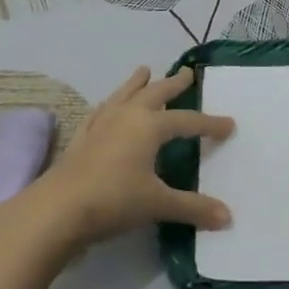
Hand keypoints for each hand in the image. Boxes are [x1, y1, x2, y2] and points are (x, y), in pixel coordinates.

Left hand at [25, 66, 234, 250]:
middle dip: (173, 84)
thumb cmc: (114, 200)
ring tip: (144, 70)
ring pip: (124, 94)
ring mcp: (101, 123)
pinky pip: (100, 111)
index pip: (187, 121)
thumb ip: (193, 208)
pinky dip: (109, 104)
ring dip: (137, 83)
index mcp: (150, 126)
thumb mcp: (158, 204)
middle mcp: (127, 116)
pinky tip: (107, 105)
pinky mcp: (82, 136)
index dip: (210, 124)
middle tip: (187, 73)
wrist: (59, 208)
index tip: (229, 124)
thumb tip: (228, 218)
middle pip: (155, 93)